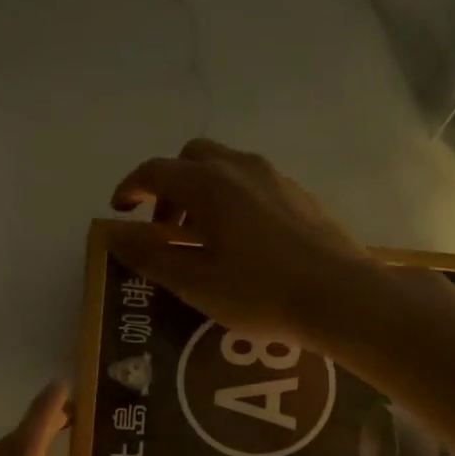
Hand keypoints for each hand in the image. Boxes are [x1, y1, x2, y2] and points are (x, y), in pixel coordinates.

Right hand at [108, 138, 380, 347]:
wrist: (341, 297)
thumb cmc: (259, 293)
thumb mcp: (195, 282)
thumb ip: (150, 255)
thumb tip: (113, 232)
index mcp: (208, 184)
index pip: (155, 172)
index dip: (130, 189)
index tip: (119, 212)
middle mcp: (241, 168)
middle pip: (192, 159)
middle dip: (169, 188)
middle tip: (165, 230)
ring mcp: (276, 178)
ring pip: (225, 170)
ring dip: (202, 196)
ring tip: (203, 242)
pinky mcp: (300, 196)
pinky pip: (253, 186)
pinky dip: (232, 203)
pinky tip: (243, 245)